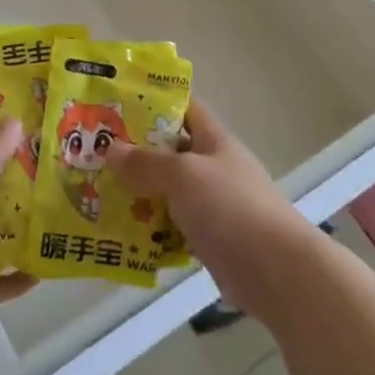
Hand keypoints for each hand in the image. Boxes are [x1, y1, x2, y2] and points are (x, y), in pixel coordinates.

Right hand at [104, 100, 315, 316]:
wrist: (278, 273)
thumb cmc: (231, 209)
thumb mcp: (182, 176)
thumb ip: (146, 163)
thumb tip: (112, 150)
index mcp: (214, 140)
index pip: (184, 107)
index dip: (154, 100)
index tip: (117, 104)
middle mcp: (215, 167)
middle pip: (171, 150)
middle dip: (136, 151)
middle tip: (95, 152)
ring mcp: (215, 205)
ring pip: (170, 191)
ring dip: (140, 193)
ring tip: (100, 193)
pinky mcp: (213, 240)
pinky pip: (175, 226)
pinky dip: (153, 229)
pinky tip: (124, 234)